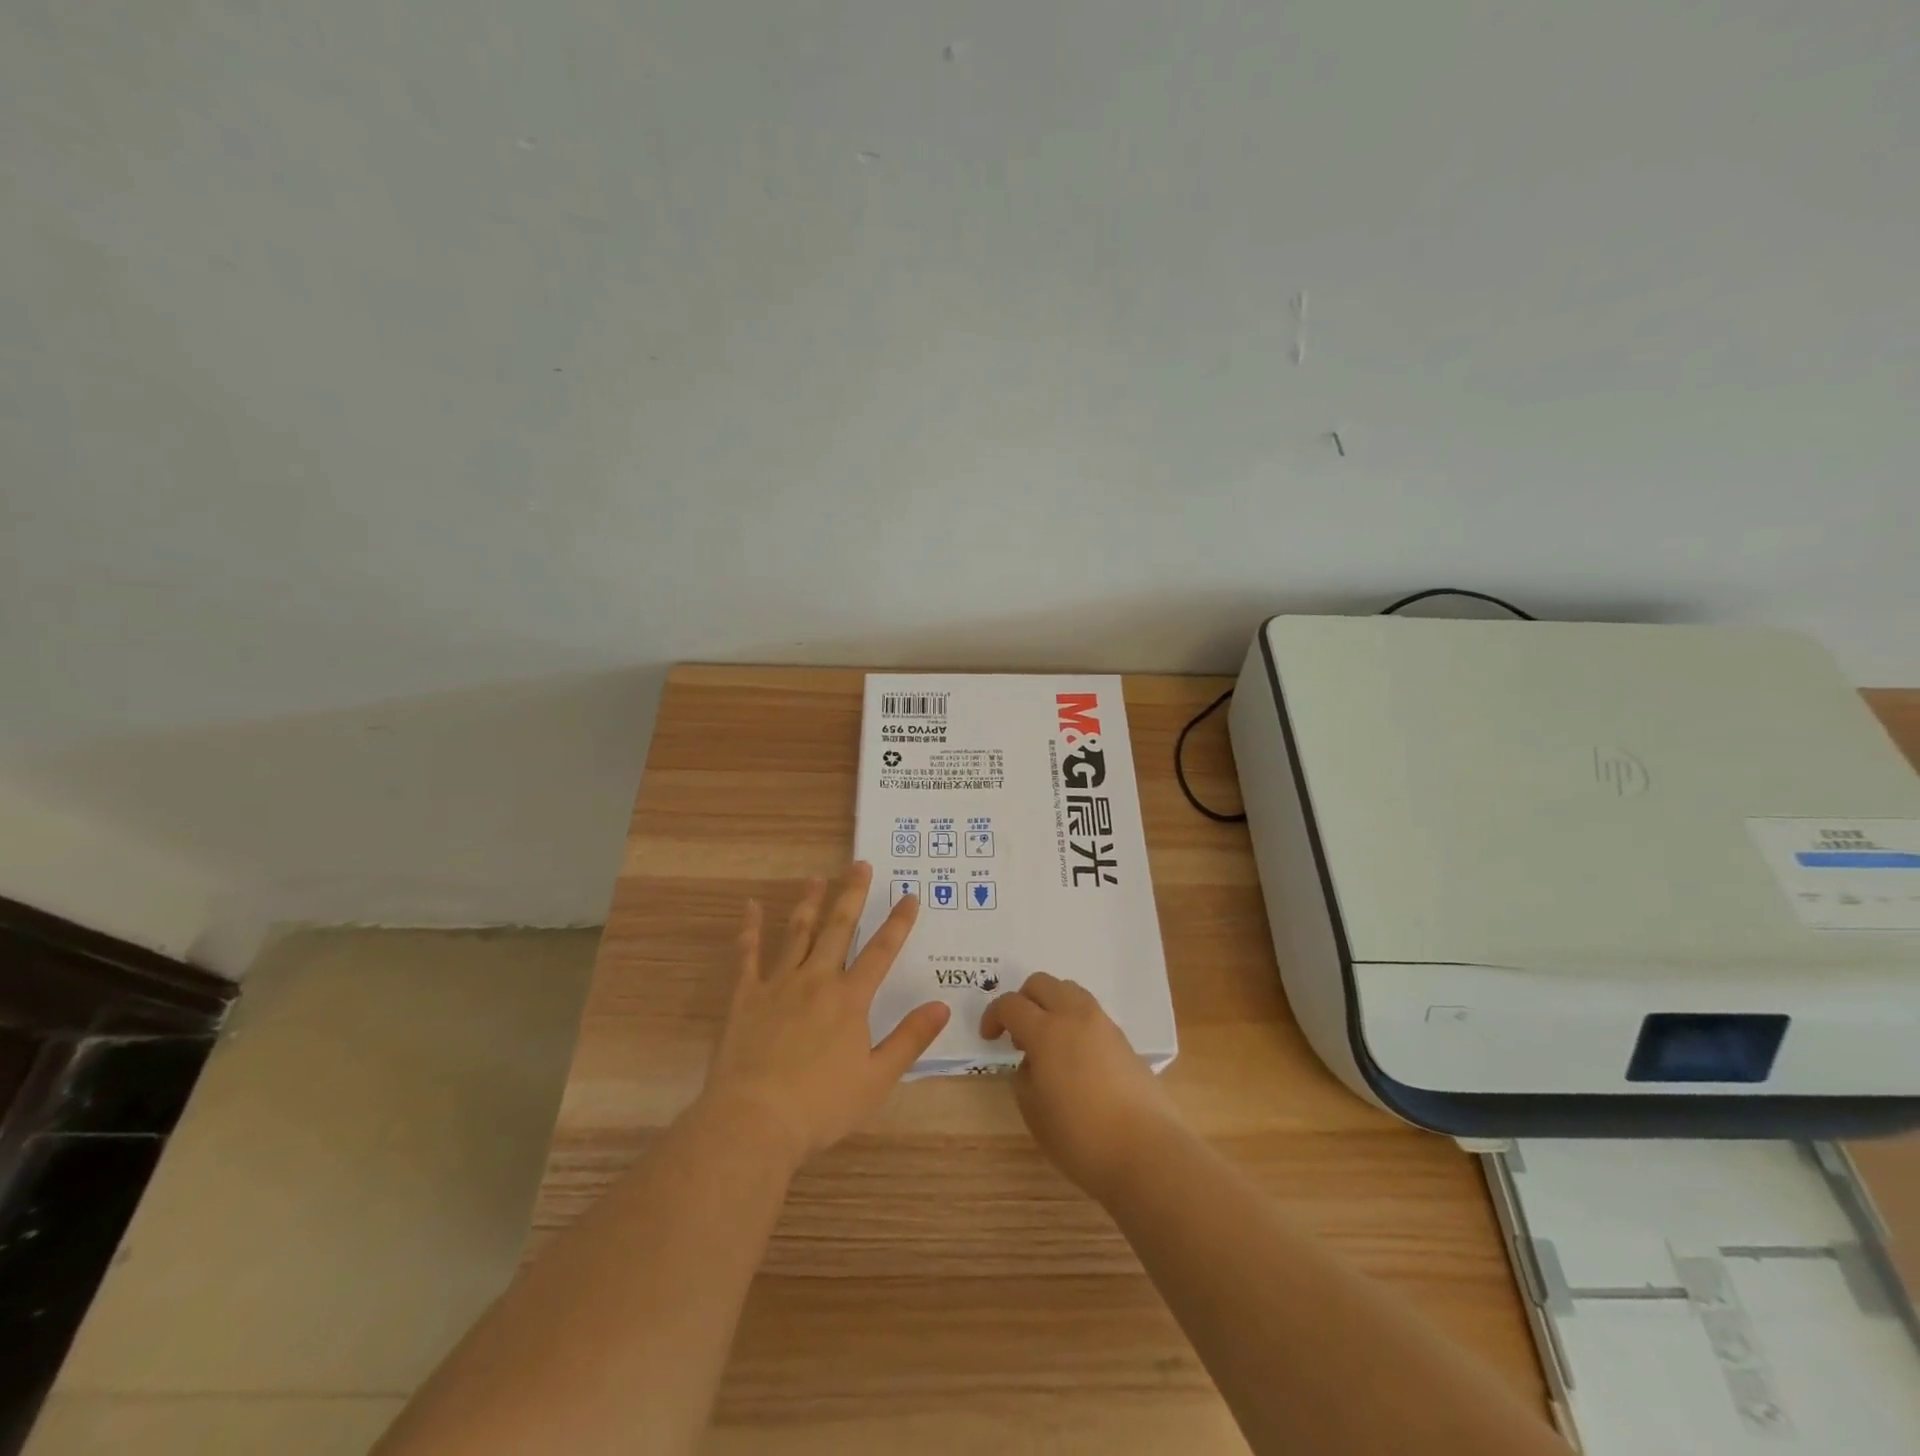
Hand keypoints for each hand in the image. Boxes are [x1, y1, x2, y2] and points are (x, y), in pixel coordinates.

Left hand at [699, 863, 949, 1168]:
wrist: (754, 1121)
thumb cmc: (821, 1106)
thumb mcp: (877, 1078)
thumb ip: (910, 1039)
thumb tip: (942, 1005)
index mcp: (850, 999)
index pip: (881, 951)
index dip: (898, 922)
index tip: (909, 895)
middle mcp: (816, 980)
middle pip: (838, 929)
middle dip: (852, 894)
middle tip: (860, 864)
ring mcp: (778, 985)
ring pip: (797, 933)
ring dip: (809, 903)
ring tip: (817, 877)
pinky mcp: (745, 997)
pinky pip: (747, 955)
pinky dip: (749, 929)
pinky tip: (750, 906)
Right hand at [981, 972, 1181, 1200]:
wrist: (1146, 1151)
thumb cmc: (1080, 1136)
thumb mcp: (1034, 1112)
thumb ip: (1024, 1078)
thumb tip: (1032, 1063)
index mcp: (1046, 1031)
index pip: (1011, 1004)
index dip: (993, 1016)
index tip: (989, 1038)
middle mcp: (1075, 1016)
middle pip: (1041, 983)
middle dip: (1023, 1000)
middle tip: (1018, 1033)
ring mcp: (1103, 1024)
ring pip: (1069, 991)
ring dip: (1051, 1005)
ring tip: (1048, 1042)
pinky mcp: (1123, 1039)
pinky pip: (1090, 1012)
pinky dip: (1074, 1020)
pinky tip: (1074, 1056)